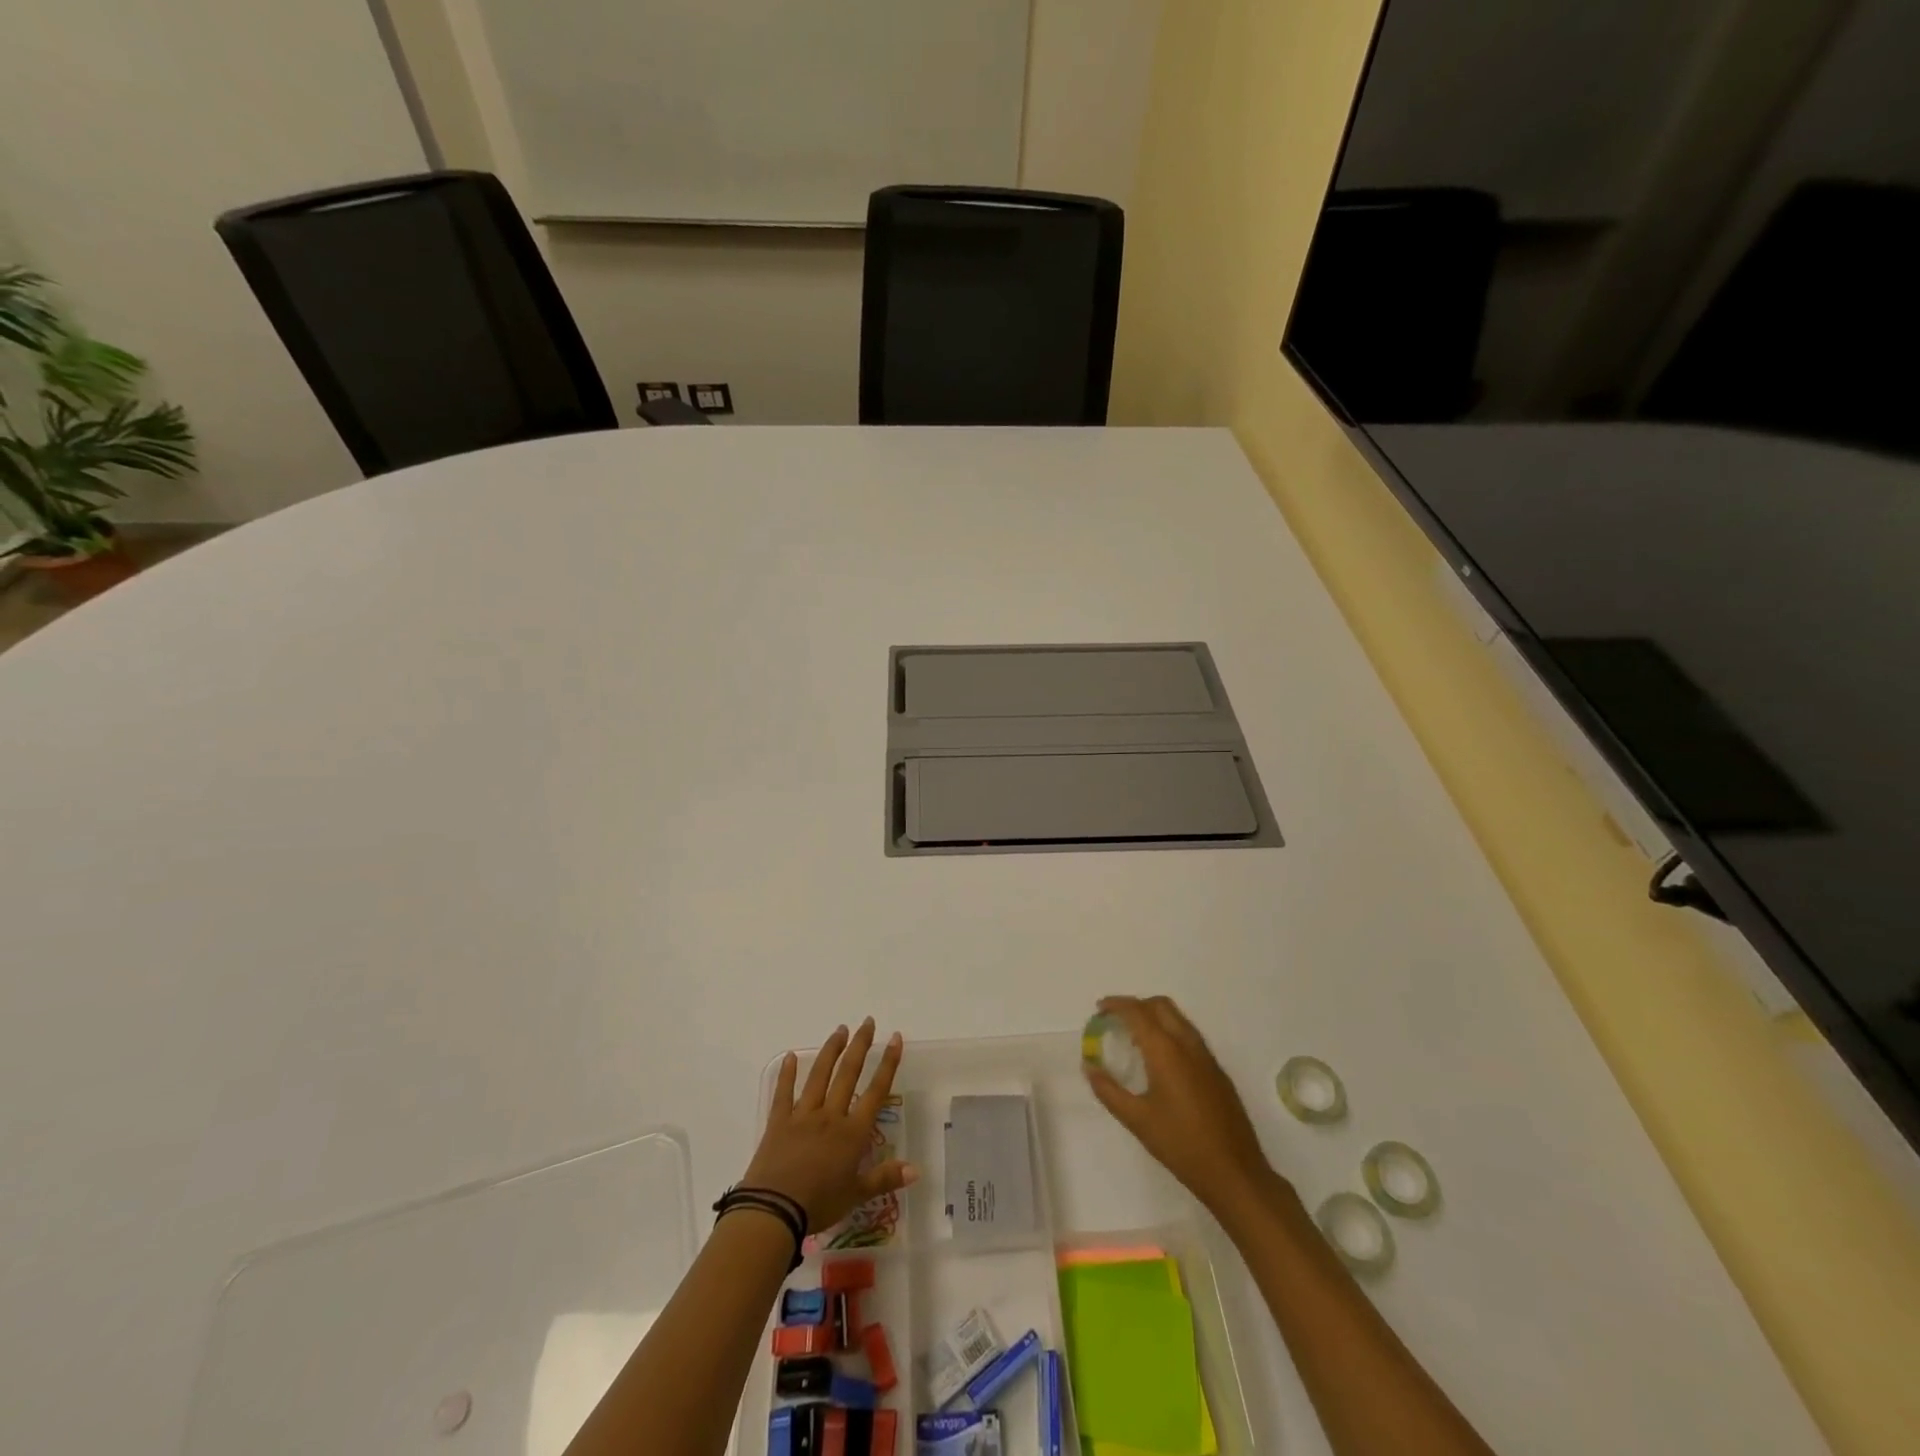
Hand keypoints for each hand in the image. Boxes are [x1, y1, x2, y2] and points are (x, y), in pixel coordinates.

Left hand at [742, 1018, 917, 1230]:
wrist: (774, 1211)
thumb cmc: (819, 1204)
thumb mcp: (856, 1196)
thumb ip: (885, 1178)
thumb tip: (916, 1170)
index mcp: (852, 1133)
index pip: (876, 1091)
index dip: (887, 1063)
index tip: (894, 1038)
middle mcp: (830, 1115)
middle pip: (848, 1073)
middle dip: (860, 1045)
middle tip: (867, 1022)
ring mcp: (803, 1115)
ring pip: (819, 1075)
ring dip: (831, 1050)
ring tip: (840, 1030)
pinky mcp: (778, 1122)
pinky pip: (783, 1093)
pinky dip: (786, 1074)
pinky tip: (789, 1056)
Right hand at [1085, 995, 1280, 1216]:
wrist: (1235, 1173)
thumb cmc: (1181, 1145)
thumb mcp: (1137, 1120)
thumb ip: (1109, 1091)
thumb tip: (1089, 1068)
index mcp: (1167, 1051)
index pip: (1138, 1012)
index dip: (1116, 1004)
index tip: (1099, 1009)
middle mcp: (1188, 1045)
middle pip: (1161, 1006)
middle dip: (1136, 1005)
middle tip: (1116, 1021)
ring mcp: (1207, 1057)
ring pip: (1178, 1019)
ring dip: (1154, 1017)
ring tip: (1134, 1039)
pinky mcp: (1218, 1072)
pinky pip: (1190, 1037)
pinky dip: (1169, 1033)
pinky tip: (1160, 1062)